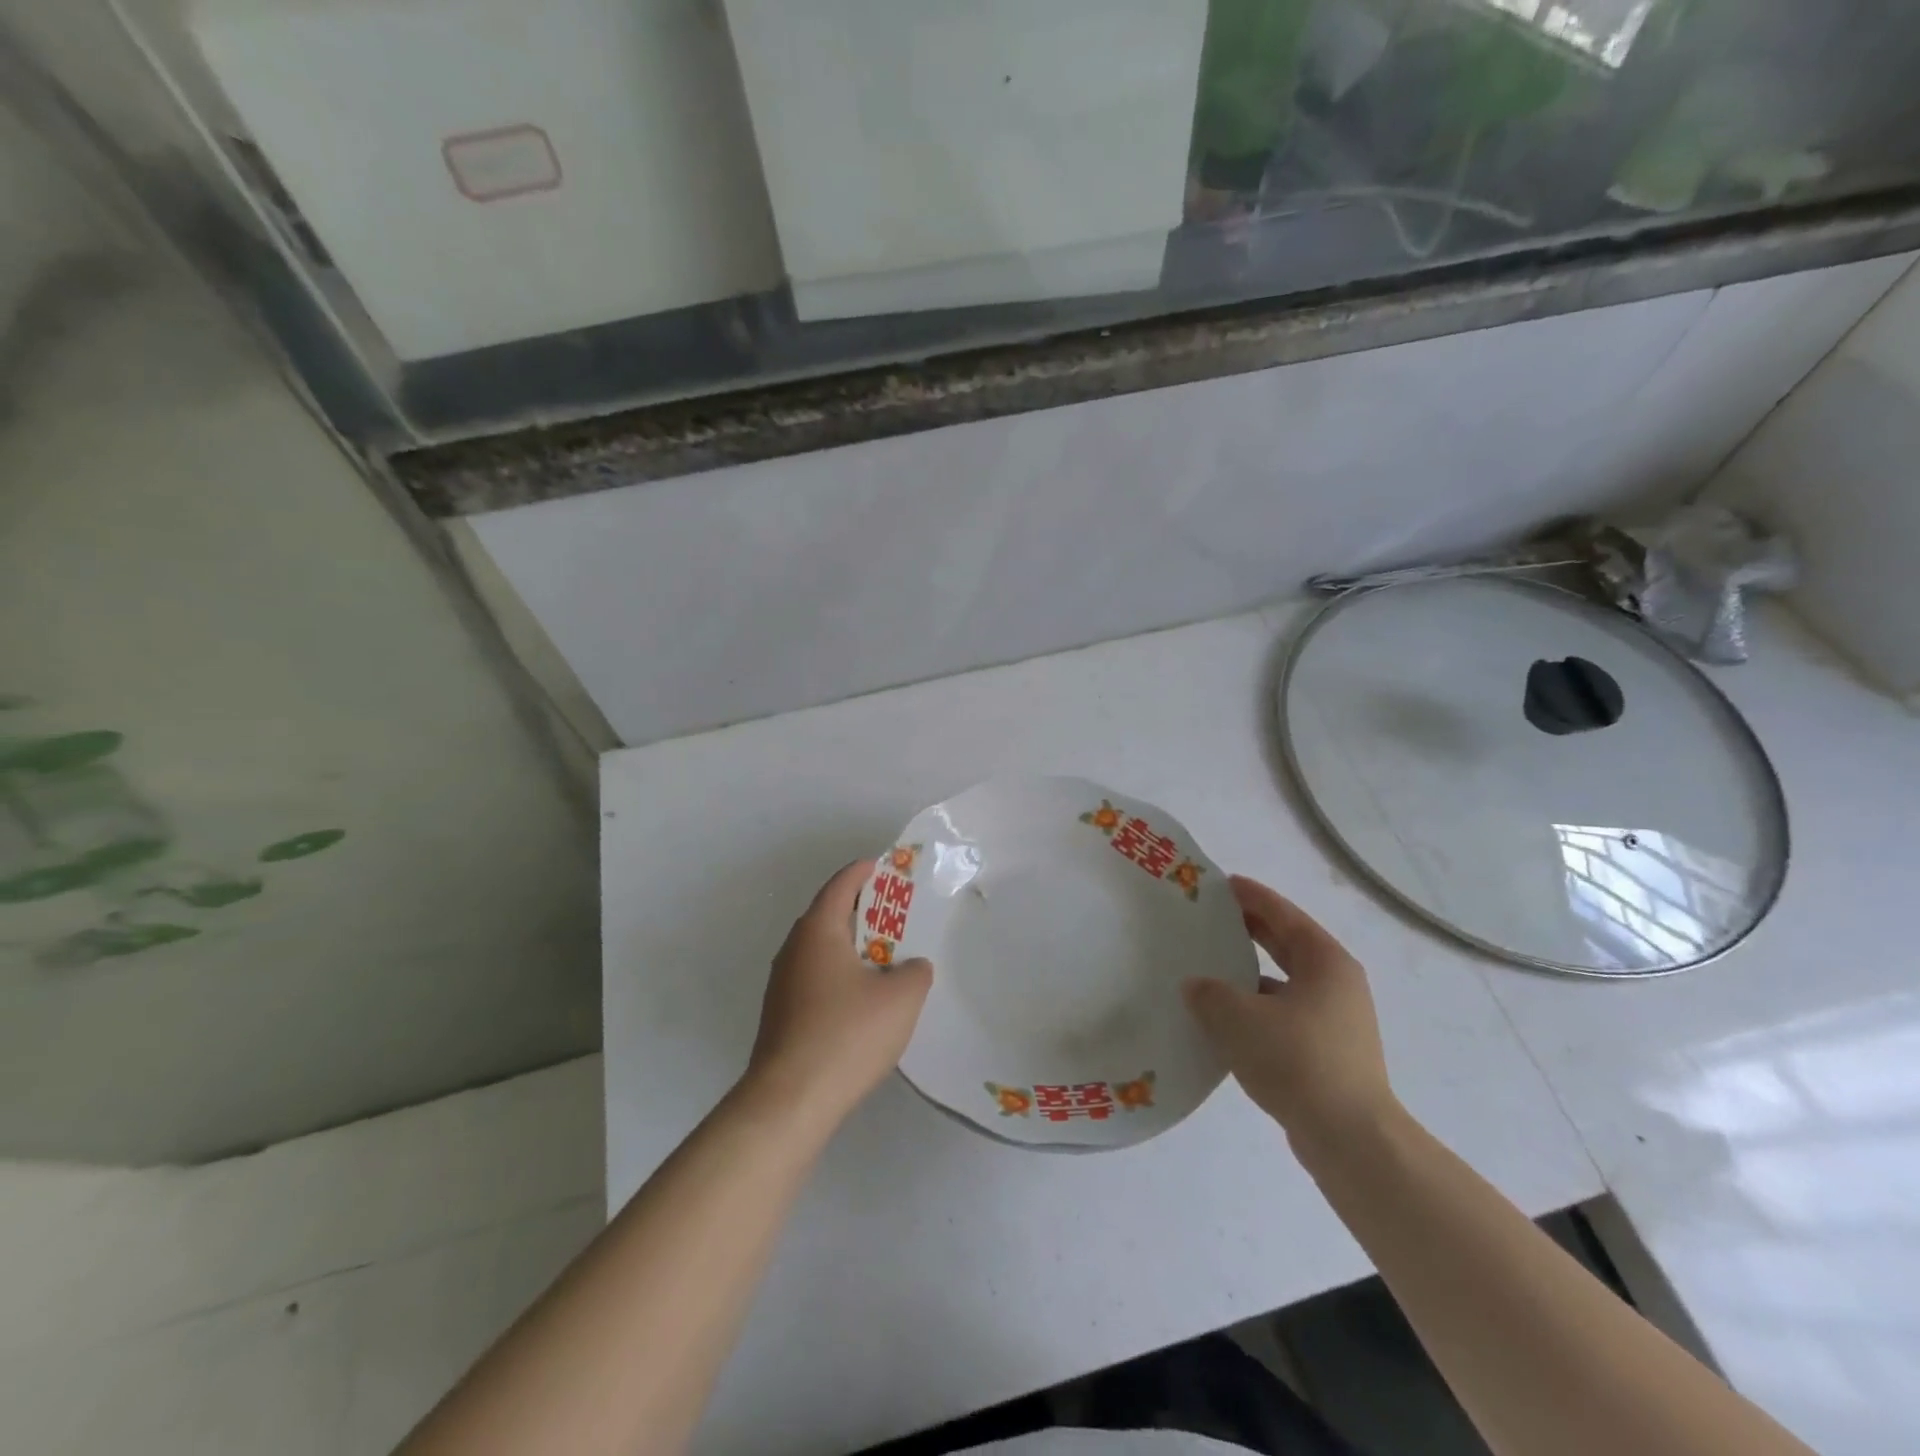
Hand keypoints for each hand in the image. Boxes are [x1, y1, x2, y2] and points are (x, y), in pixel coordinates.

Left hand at [744, 860, 933, 1126]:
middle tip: (899, 916)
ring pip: (822, 949)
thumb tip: (911, 967)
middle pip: (830, 914)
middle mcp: (794, 948)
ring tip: (887, 959)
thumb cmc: (848, 1034)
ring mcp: (782, 983)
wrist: (790, 1101)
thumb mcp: (901, 998)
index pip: (842, 884)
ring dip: (853, 947)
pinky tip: (863, 1001)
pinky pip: (816, 978)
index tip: (891, 869)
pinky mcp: (781, 1014)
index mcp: (818, 930)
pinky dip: (841, 975)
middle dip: (865, 911)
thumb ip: (915, 972)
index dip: (867, 871)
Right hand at [1183, 875, 1397, 1149]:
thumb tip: (1197, 987)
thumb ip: (1209, 993)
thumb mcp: (1237, 1018)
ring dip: (1251, 972)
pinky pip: (1285, 1013)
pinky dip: (1257, 1007)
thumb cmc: (1297, 1061)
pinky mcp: (1329, 1052)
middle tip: (1210, 918)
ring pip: (1285, 981)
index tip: (1221, 883)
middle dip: (1250, 929)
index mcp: (1325, 961)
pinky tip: (1226, 1020)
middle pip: (1287, 944)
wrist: (1350, 1140)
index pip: (1283, 914)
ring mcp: (1337, 1020)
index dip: (1251, 896)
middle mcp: (1337, 984)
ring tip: (1210, 967)